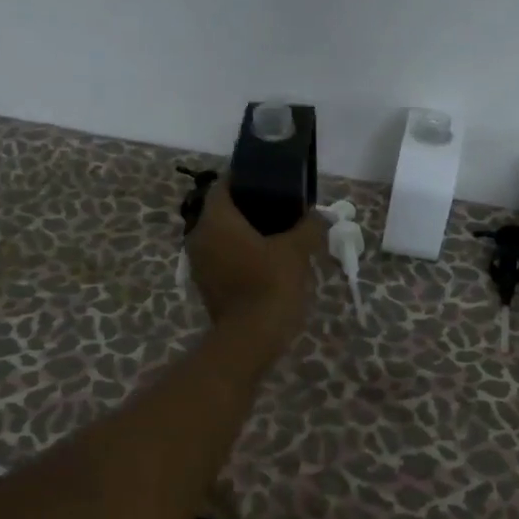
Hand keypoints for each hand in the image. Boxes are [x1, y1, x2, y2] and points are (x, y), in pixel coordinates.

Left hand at [186, 180, 324, 348]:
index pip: (225, 185)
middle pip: (223, 211)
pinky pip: (223, 258)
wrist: (250, 340)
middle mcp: (199, 236)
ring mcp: (199, 264)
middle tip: (281, 207)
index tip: (272, 180)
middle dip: (250, 207)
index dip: (247, 178)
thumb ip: (309, 226)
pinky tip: (267, 260)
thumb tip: (320, 215)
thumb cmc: (270, 285)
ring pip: (222, 236)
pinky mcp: (206, 285)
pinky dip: (241, 254)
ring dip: (246, 232)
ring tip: (278, 234)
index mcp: (216, 220)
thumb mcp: (297, 251)